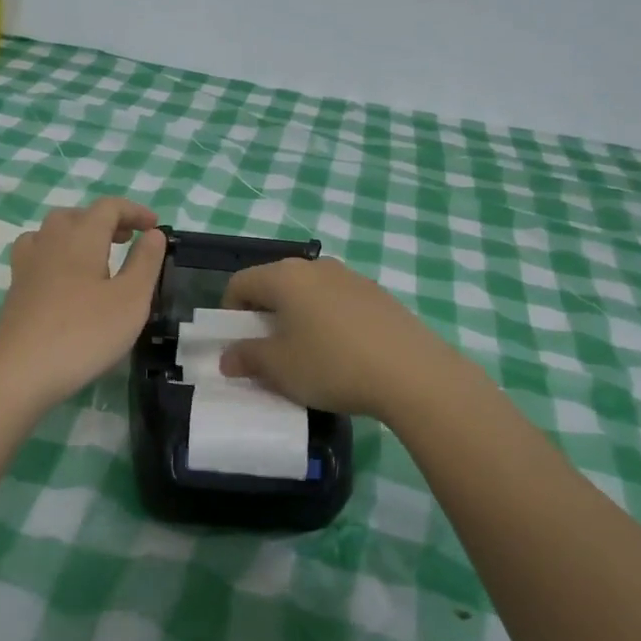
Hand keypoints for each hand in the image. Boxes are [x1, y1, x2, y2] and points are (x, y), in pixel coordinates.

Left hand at [0, 198, 166, 409]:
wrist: (20, 372)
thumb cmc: (84, 333)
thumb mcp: (131, 299)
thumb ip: (145, 262)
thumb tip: (153, 233)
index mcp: (81, 237)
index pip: (108, 207)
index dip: (134, 211)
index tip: (154, 228)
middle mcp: (50, 242)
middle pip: (76, 215)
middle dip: (104, 221)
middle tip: (127, 240)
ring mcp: (27, 266)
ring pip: (51, 233)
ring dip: (77, 235)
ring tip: (96, 257)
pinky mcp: (15, 290)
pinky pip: (37, 256)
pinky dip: (57, 256)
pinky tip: (65, 281)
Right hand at [218, 257, 453, 421]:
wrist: (412, 373)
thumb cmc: (332, 365)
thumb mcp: (280, 368)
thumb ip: (247, 358)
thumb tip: (228, 357)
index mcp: (285, 276)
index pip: (240, 283)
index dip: (230, 313)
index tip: (238, 344)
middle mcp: (317, 267)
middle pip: (275, 284)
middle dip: (264, 315)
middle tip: (269, 351)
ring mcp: (352, 277)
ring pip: (309, 293)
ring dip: (297, 317)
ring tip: (307, 354)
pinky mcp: (379, 295)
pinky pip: (338, 302)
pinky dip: (328, 321)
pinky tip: (342, 353)